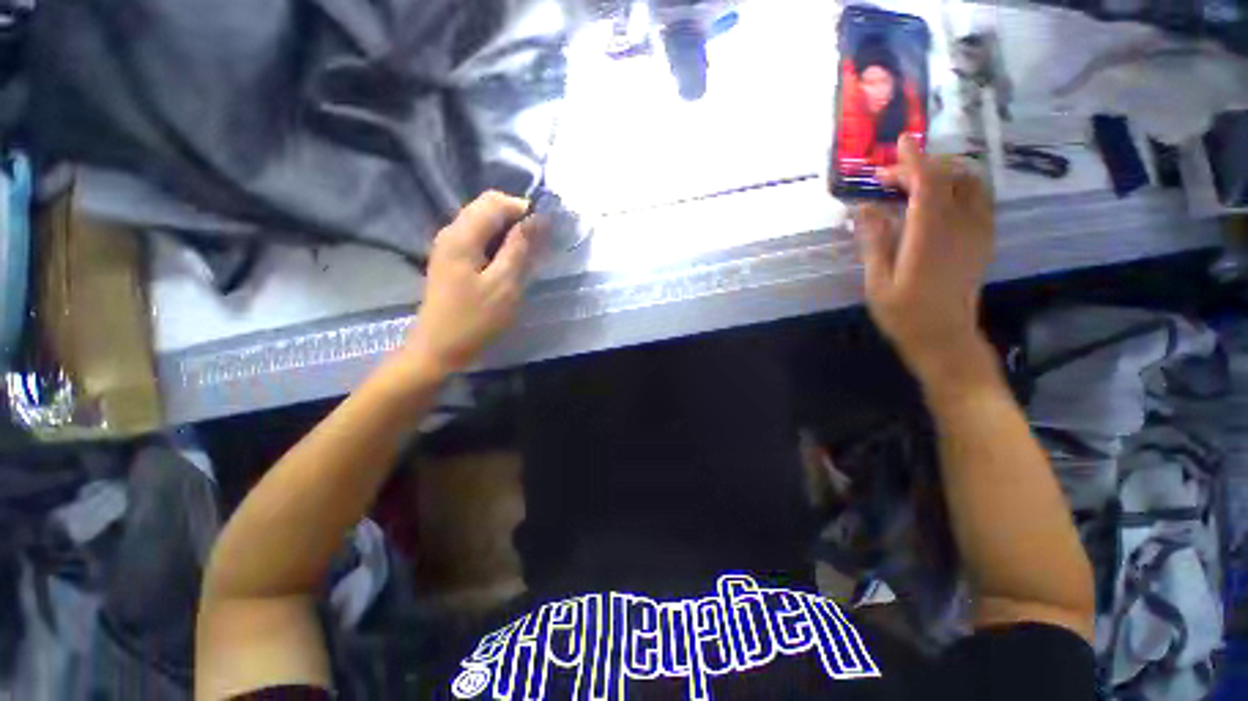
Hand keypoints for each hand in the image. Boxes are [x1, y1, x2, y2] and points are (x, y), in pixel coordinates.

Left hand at [404, 191, 545, 376]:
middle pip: (487, 208)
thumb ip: (519, 248)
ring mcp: (449, 247)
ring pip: (484, 224)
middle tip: (539, 243)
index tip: (546, 230)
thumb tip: (536, 219)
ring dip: (509, 232)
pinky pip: (478, 239)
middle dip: (517, 219)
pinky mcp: (451, 261)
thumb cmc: (474, 320)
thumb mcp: (504, 285)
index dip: (524, 209)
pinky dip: (498, 244)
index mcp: (462, 235)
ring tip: (528, 254)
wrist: (438, 349)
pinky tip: (509, 263)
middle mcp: (451, 232)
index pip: (496, 202)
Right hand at [854, 135, 994, 380]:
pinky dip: (959, 186)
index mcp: (930, 236)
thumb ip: (873, 241)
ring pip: (971, 183)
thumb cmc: (904, 314)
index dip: (914, 159)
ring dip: (944, 172)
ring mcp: (977, 232)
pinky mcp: (984, 239)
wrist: (944, 337)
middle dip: (920, 167)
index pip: (928, 183)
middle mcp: (960, 226)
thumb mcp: (877, 281)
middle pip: (950, 177)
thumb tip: (863, 208)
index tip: (899, 143)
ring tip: (915, 182)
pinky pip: (979, 199)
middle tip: (889, 178)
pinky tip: (939, 198)